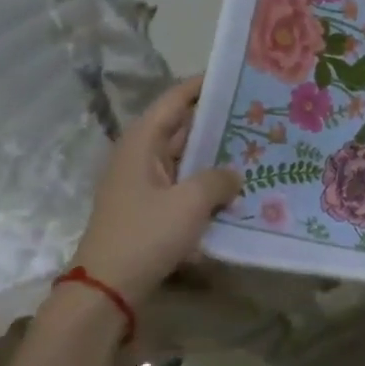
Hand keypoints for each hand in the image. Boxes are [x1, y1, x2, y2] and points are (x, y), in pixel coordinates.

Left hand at [68, 75, 240, 308]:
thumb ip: (218, 179)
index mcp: (142, 141)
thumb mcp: (190, 203)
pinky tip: (236, 187)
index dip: (204, 84)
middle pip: (182, 126)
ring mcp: (144, 183)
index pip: (176, 99)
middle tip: (258, 113)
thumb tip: (233, 174)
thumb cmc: (145, 235)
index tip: (237, 75)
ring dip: (215, 153)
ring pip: (186, 157)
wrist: (107, 290)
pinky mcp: (150, 208)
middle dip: (218, 120)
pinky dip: (206, 181)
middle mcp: (141, 155)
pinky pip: (183, 184)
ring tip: (256, 145)